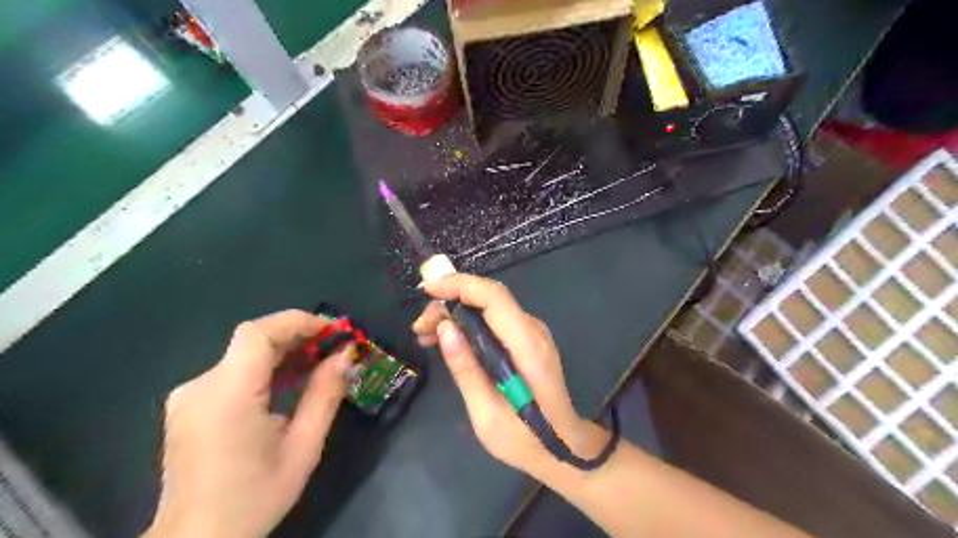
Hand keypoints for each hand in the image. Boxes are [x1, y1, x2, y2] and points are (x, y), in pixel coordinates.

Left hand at [142, 310, 350, 536]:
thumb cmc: (254, 498)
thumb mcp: (303, 448)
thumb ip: (324, 395)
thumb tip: (345, 355)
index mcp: (227, 396)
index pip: (257, 333)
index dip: (297, 321)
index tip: (333, 330)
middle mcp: (200, 387)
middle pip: (251, 340)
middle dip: (297, 336)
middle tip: (334, 347)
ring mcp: (189, 396)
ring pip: (243, 354)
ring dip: (283, 352)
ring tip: (319, 364)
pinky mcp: (188, 406)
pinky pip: (232, 372)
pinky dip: (265, 369)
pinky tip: (288, 383)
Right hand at [411, 275, 604, 476]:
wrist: (565, 447)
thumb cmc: (526, 440)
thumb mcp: (487, 414)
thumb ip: (466, 369)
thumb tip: (445, 328)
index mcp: (527, 347)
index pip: (494, 297)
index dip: (460, 285)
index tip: (427, 290)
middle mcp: (534, 331)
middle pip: (489, 297)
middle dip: (451, 301)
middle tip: (420, 327)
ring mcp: (534, 333)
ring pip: (490, 306)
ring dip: (456, 312)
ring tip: (426, 335)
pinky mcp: (529, 340)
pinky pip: (496, 320)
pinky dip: (469, 323)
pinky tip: (448, 340)